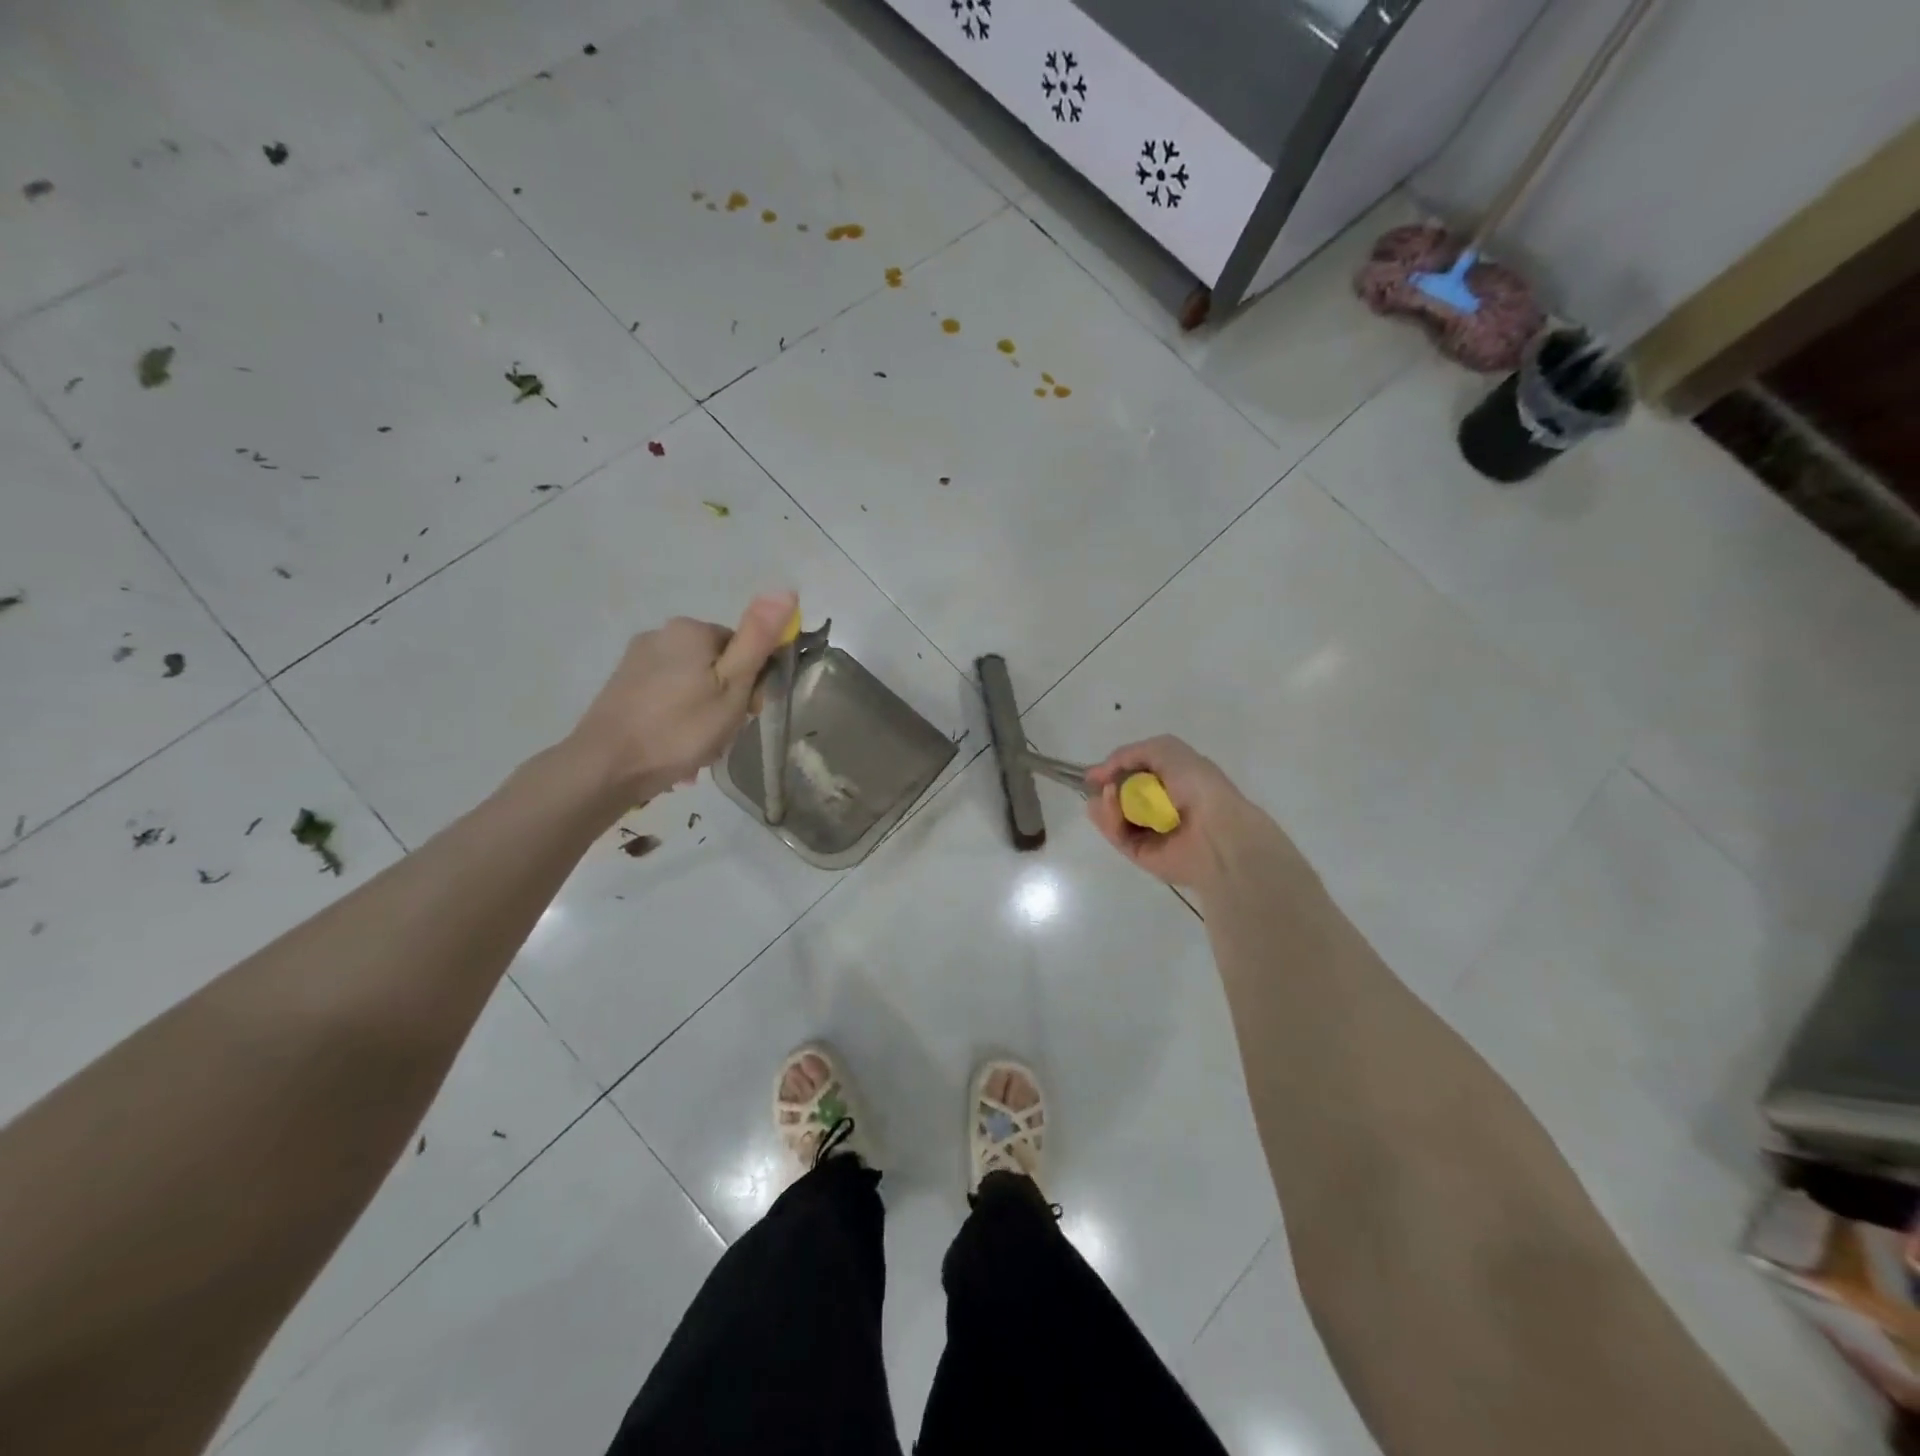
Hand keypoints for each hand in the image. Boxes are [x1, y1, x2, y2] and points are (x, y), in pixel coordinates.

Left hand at [567, 591, 797, 805]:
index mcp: (691, 629)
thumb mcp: (732, 686)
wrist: (606, 766)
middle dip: (724, 701)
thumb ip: (758, 639)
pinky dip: (676, 721)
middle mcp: (661, 634)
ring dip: (702, 716)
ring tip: (697, 751)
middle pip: (715, 666)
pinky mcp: (622, 686)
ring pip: (691, 685)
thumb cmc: (680, 729)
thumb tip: (785, 589)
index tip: (747, 713)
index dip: (751, 683)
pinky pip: (666, 699)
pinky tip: (674, 750)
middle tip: (721, 736)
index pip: (743, 648)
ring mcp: (637, 660)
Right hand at [1085, 735, 1268, 889]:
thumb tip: (1102, 773)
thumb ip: (1129, 753)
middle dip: (1104, 786)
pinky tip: (1108, 804)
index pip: (1133, 775)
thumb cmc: (1197, 786)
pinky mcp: (1139, 853)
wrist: (1217, 831)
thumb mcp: (1166, 749)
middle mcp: (1158, 806)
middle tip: (1098, 783)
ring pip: (1112, 815)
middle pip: (1118, 795)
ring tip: (1107, 793)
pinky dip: (1107, 818)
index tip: (1094, 773)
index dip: (1113, 770)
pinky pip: (1115, 834)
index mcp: (1171, 781)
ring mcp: (1148, 831)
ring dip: (1104, 802)